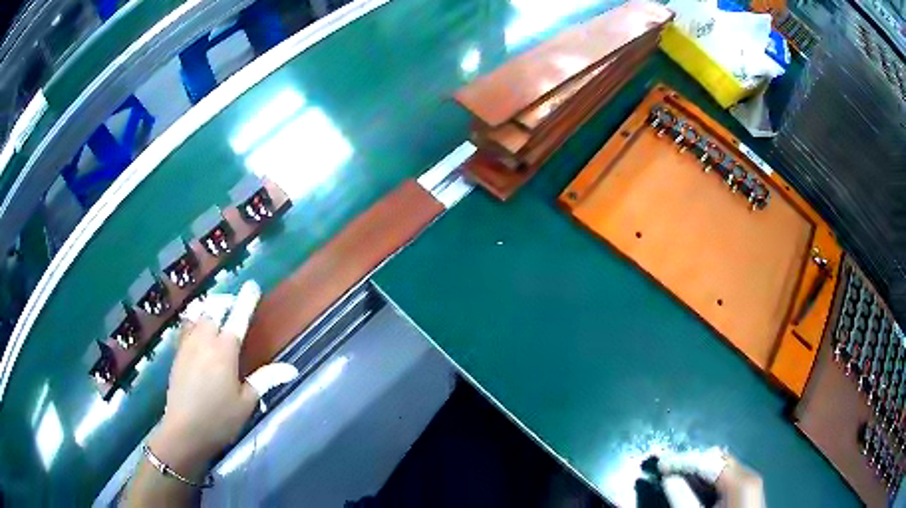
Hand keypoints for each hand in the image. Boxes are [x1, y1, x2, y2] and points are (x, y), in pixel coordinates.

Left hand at [147, 281, 297, 480]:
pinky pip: (186, 327)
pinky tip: (197, 330)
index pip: (238, 317)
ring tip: (215, 313)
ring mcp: (187, 345)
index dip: (246, 300)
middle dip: (224, 301)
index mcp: (225, 351)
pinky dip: (194, 321)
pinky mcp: (177, 353)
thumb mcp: (247, 402)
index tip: (252, 285)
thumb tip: (291, 368)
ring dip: (208, 309)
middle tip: (233, 304)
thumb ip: (265, 379)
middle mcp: (204, 341)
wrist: (184, 430)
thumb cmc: (220, 418)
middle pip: (213, 309)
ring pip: (197, 315)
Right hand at [655, 448, 764, 507]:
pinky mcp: (749, 489)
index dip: (683, 460)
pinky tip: (698, 486)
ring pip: (724, 466)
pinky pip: (729, 476)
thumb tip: (668, 478)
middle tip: (670, 470)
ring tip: (680, 476)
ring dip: (702, 470)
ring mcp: (751, 480)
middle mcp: (749, 473)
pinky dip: (712, 478)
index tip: (661, 463)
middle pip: (718, 459)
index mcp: (740, 480)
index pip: (708, 460)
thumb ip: (683, 499)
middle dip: (694, 462)